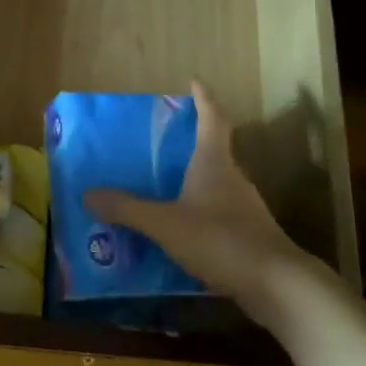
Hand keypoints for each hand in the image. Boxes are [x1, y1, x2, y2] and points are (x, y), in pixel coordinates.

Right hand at [84, 81, 315, 327]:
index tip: (194, 81)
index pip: (212, 118)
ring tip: (164, 185)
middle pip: (215, 147)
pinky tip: (181, 227)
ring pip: (217, 181)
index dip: (203, 98)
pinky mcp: (250, 233)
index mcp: (214, 162)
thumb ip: (127, 209)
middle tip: (163, 139)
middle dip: (192, 140)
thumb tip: (88, 193)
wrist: (277, 284)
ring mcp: (245, 206)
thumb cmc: (220, 239)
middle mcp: (233, 177)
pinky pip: (219, 211)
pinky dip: (200, 210)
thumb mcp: (165, 223)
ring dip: (195, 178)